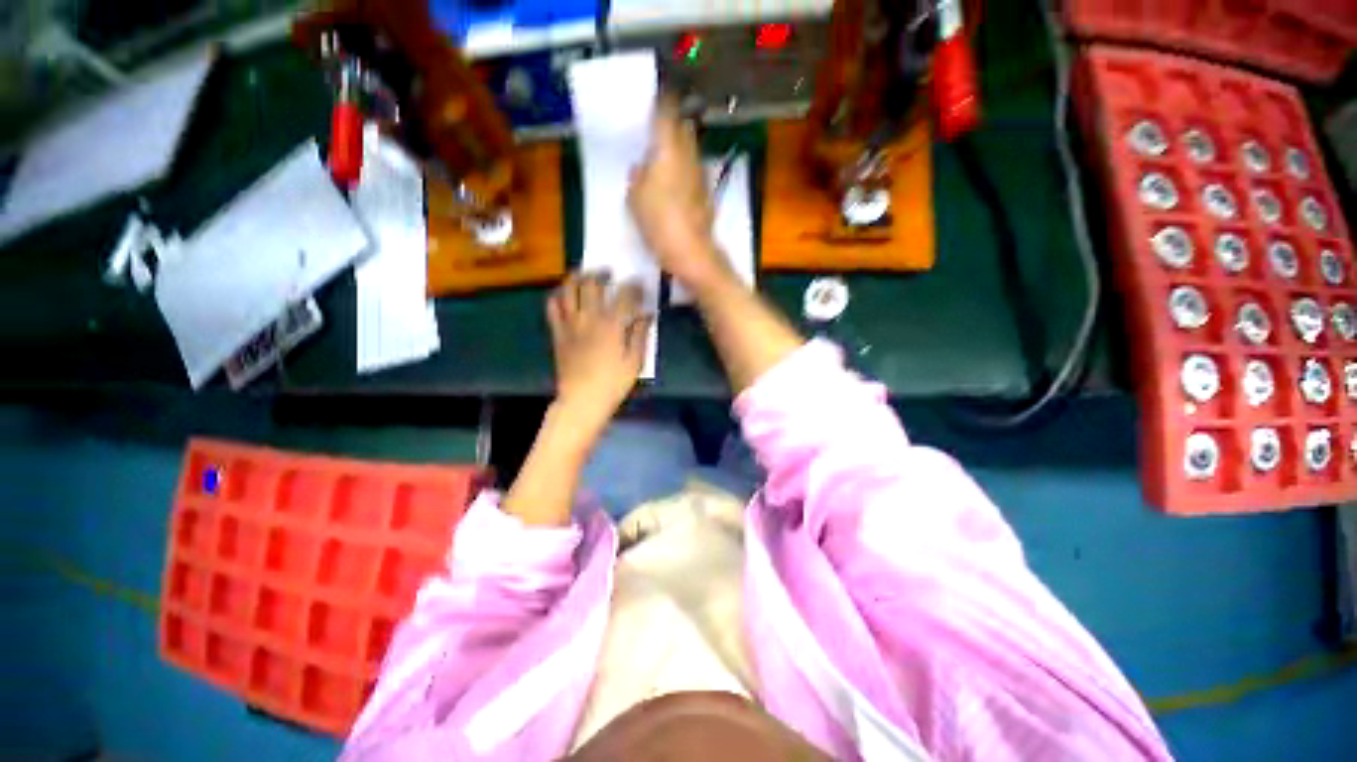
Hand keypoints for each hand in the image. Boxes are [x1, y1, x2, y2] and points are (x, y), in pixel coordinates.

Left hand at [547, 272, 651, 436]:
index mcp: (612, 324)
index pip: (624, 295)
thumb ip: (640, 334)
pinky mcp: (558, 332)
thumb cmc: (613, 383)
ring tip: (584, 275)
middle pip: (592, 284)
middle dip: (602, 274)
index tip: (639, 287)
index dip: (633, 287)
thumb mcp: (635, 361)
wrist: (582, 400)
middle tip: (609, 274)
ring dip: (576, 277)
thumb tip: (646, 315)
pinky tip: (565, 295)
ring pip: (568, 289)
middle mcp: (589, 317)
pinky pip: (552, 307)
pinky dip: (557, 296)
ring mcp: (570, 323)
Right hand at [628, 99, 727, 288]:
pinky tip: (675, 185)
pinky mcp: (707, 194)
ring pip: (690, 151)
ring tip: (663, 159)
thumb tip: (640, 168)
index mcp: (668, 149)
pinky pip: (693, 172)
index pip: (667, 112)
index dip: (661, 101)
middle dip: (671, 125)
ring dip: (679, 150)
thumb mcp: (635, 200)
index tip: (654, 98)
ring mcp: (701, 175)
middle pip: (683, 128)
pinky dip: (685, 171)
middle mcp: (688, 155)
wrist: (691, 252)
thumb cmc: (659, 222)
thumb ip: (636, 178)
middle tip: (655, 132)